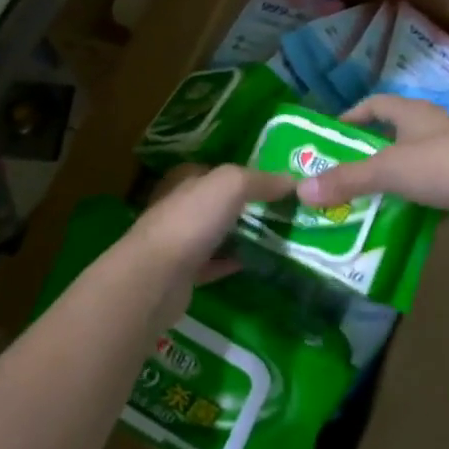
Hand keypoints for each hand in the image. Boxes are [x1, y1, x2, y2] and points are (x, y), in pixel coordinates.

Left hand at [125, 164, 292, 327]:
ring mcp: (180, 241)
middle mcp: (180, 206)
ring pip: (216, 233)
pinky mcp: (183, 273)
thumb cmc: (191, 220)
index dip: (244, 174)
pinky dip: (232, 261)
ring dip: (240, 234)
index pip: (217, 170)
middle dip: (245, 205)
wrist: (156, 278)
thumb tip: (292, 180)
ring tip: (276, 236)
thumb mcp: (230, 185)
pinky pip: (214, 263)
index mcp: (185, 179)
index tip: (274, 183)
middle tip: (281, 210)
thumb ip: (260, 180)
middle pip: (217, 202)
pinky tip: (255, 263)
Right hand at [295, 95, 448, 238]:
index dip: (353, 115)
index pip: (376, 104)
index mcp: (413, 113)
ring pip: (412, 162)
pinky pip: (430, 187)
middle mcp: (433, 128)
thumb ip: (346, 179)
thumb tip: (302, 189)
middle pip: (393, 133)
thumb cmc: (443, 165)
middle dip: (368, 150)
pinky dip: (412, 198)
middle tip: (342, 171)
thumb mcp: (388, 170)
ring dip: (391, 177)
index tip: (332, 133)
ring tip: (365, 196)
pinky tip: (399, 216)